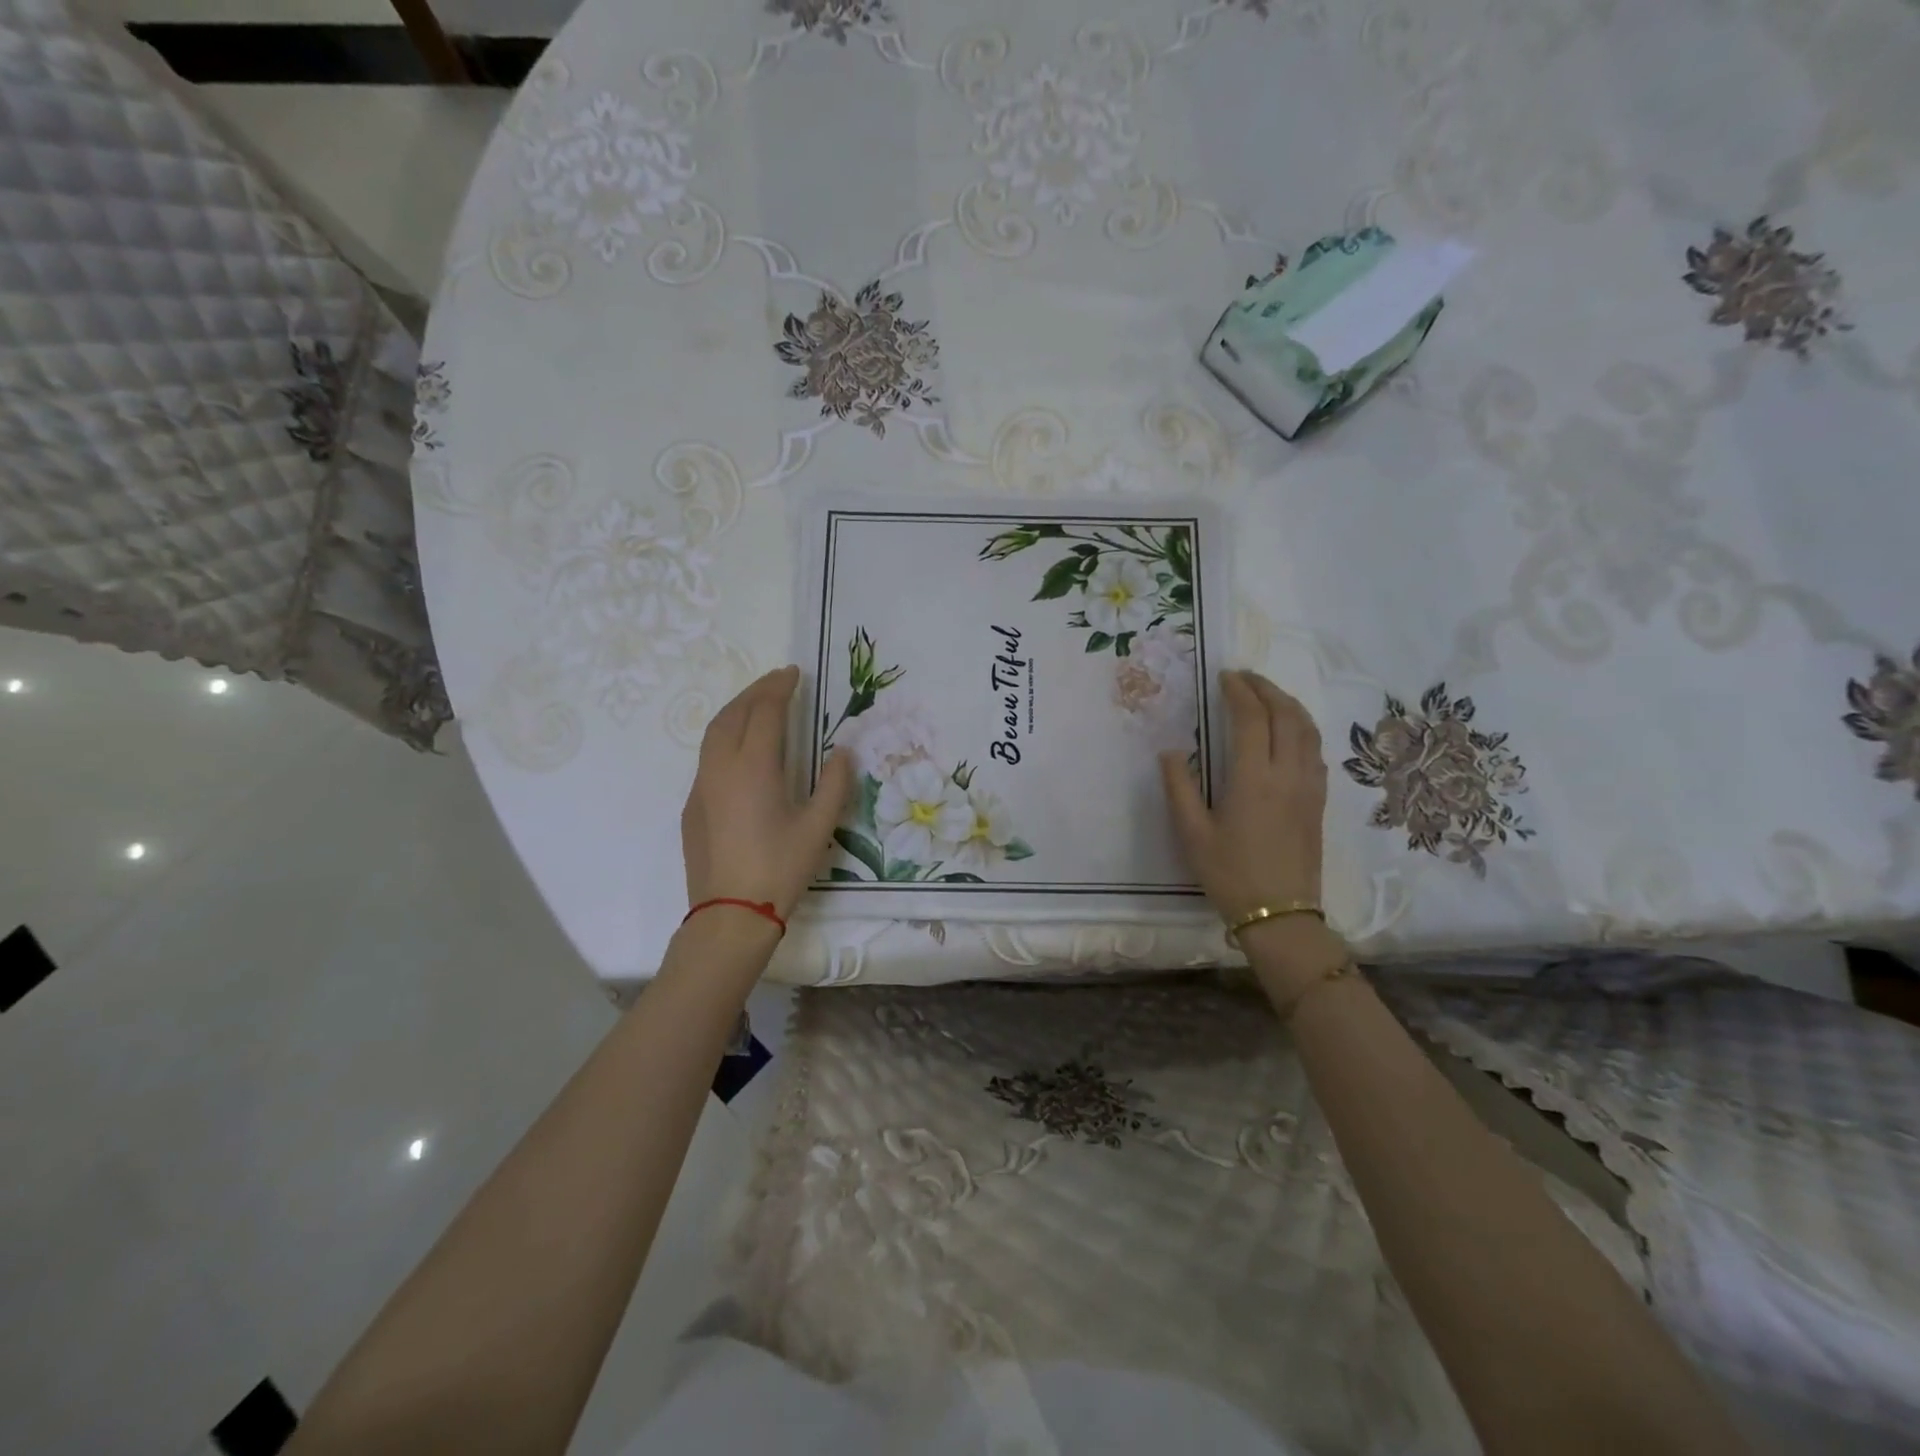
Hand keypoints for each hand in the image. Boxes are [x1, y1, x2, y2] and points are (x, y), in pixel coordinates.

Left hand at [681, 666, 852, 921]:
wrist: (730, 914)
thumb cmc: (780, 868)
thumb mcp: (818, 826)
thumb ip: (833, 784)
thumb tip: (842, 752)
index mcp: (754, 767)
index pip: (765, 712)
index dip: (780, 688)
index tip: (794, 673)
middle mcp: (721, 767)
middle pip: (733, 714)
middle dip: (755, 691)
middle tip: (777, 681)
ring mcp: (701, 786)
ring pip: (713, 733)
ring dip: (735, 710)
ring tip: (757, 705)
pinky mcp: (692, 806)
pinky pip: (707, 757)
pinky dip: (725, 737)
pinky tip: (741, 750)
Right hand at [1159, 669, 1326, 919]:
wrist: (1280, 915)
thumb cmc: (1229, 874)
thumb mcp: (1192, 833)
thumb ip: (1179, 788)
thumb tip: (1171, 752)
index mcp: (1254, 779)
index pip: (1251, 719)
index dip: (1239, 692)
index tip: (1224, 676)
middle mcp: (1288, 774)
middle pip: (1286, 716)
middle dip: (1267, 689)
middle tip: (1245, 677)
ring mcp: (1309, 787)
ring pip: (1308, 730)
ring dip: (1288, 704)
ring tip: (1268, 695)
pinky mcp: (1318, 801)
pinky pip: (1315, 751)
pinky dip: (1302, 729)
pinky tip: (1290, 733)